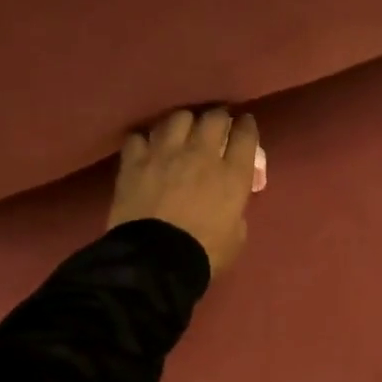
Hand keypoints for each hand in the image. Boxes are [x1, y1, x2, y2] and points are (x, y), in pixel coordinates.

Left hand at [108, 108, 261, 275]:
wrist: (155, 263)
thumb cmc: (204, 255)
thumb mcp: (237, 236)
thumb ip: (236, 209)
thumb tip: (228, 201)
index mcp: (231, 175)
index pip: (245, 135)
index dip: (247, 127)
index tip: (245, 126)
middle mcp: (200, 154)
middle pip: (213, 118)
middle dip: (218, 119)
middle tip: (216, 127)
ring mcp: (164, 154)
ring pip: (177, 118)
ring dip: (183, 123)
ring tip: (181, 133)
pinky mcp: (134, 161)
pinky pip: (140, 137)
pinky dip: (146, 142)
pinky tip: (147, 150)